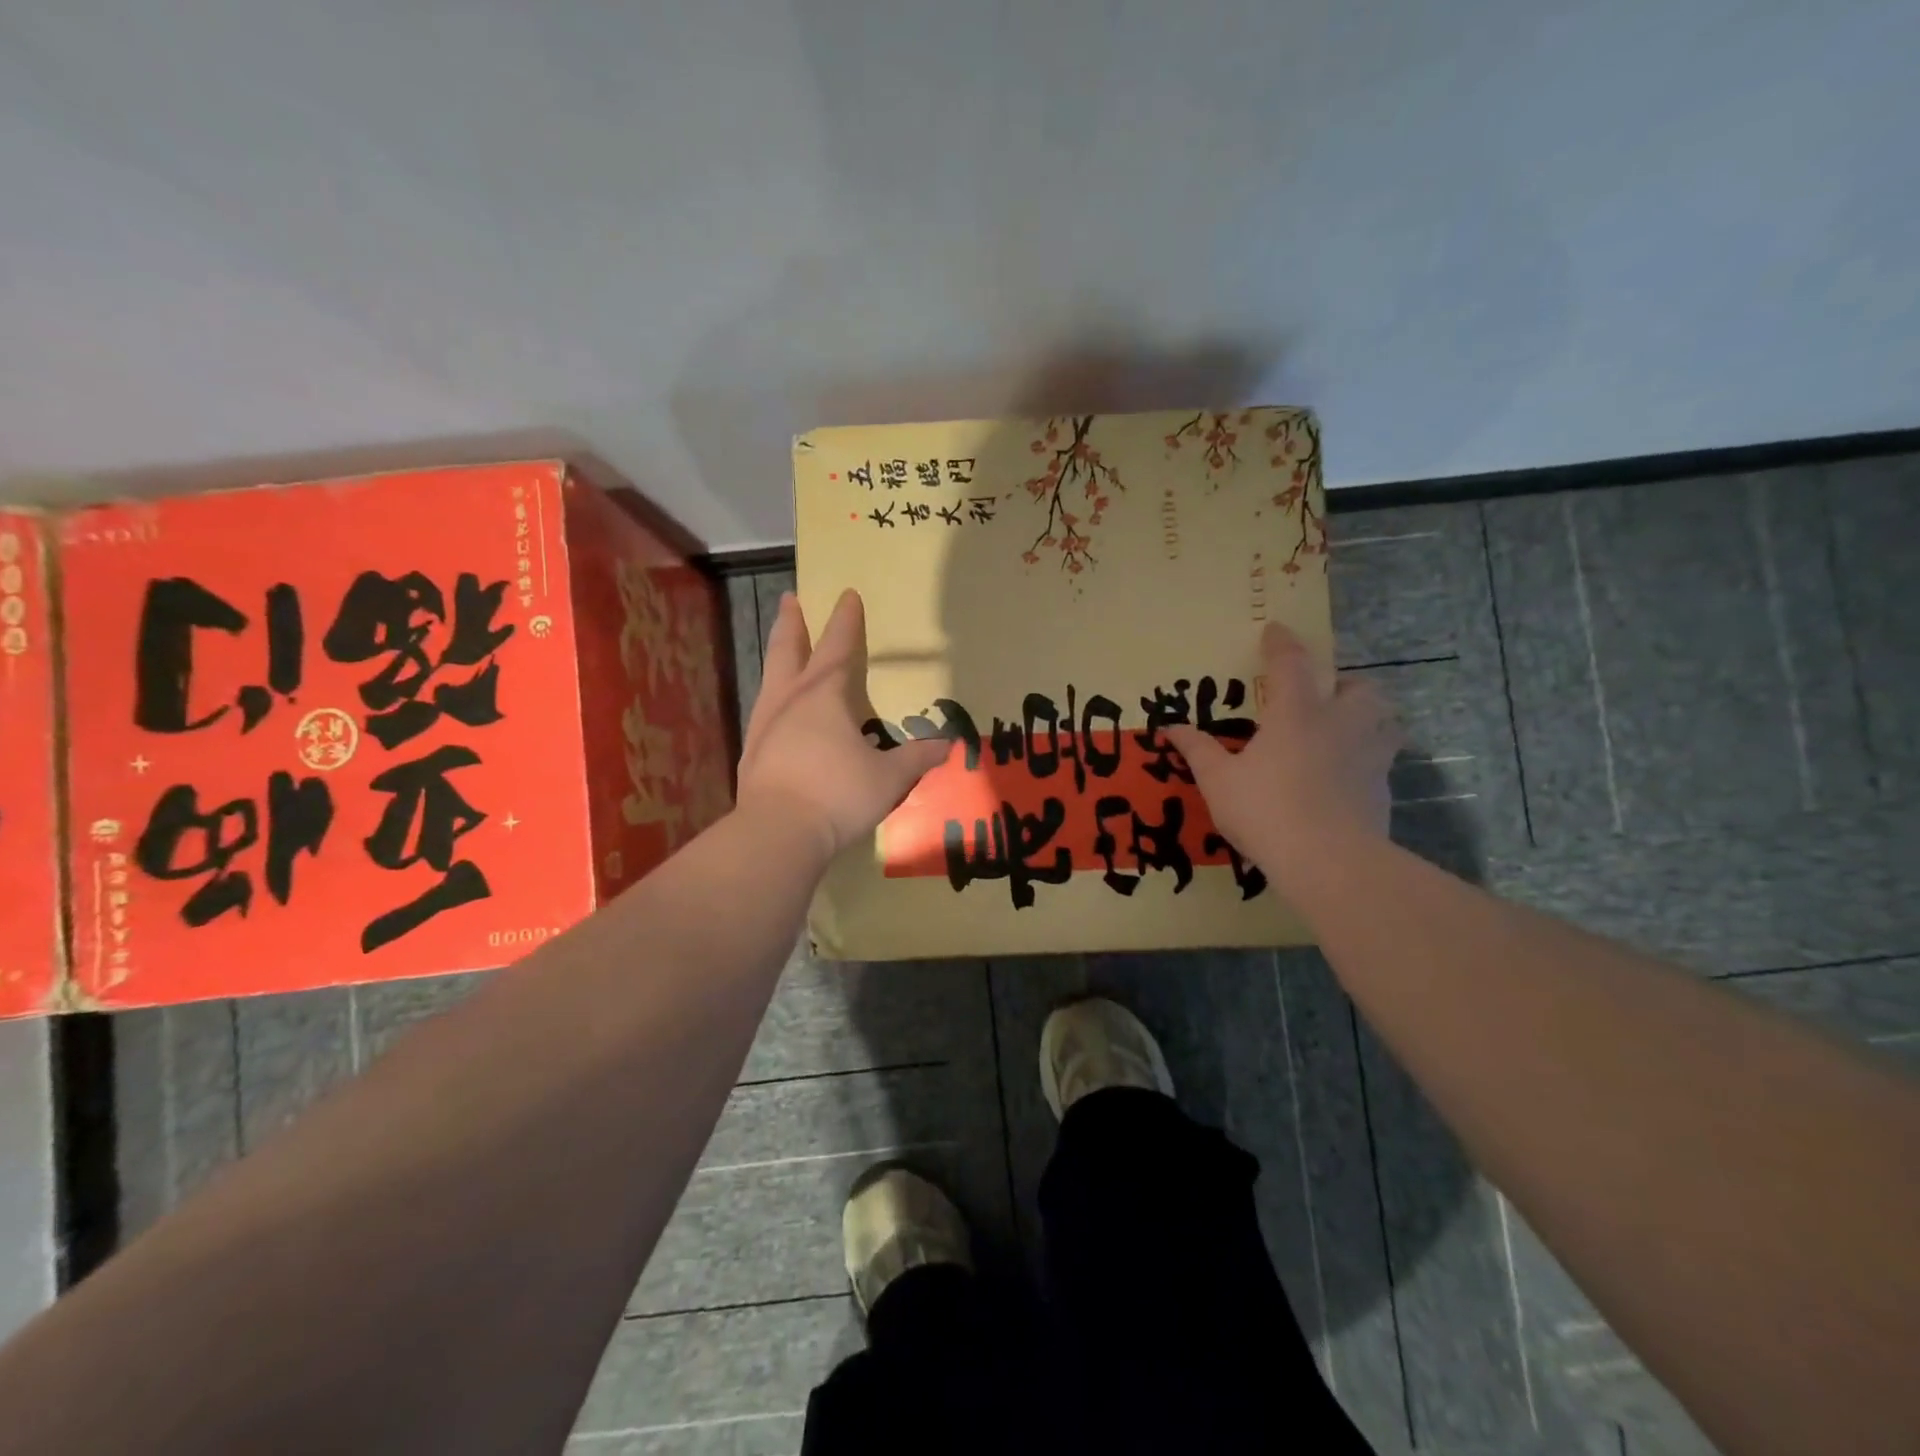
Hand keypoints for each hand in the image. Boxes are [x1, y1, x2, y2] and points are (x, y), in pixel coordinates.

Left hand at [736, 589, 947, 858]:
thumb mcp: (888, 778)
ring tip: (781, 647)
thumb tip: (947, 744)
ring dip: (778, 655)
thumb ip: (916, 758)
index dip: (846, 621)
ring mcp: (765, 725)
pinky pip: (765, 710)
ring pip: (771, 677)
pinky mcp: (752, 752)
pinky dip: (773, 696)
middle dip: (792, 623)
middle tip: (790, 599)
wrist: (777, 832)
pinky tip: (777, 709)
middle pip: (789, 650)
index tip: (847, 595)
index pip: (839, 648)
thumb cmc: (838, 795)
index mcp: (824, 696)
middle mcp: (790, 701)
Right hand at [1167, 623, 1401, 885]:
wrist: (1329, 862)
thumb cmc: (1266, 811)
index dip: (1281, 642)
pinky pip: (1381, 759)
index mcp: (1296, 713)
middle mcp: (1339, 723)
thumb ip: (1198, 750)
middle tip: (1322, 697)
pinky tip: (1346, 777)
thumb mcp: (1218, 781)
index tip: (1275, 629)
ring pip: (1384, 720)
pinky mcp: (1382, 787)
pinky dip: (1367, 758)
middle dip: (1342, 684)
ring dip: (1368, 716)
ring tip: (1345, 730)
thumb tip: (1171, 727)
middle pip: (1358, 687)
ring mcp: (1368, 755)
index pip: (1290, 663)